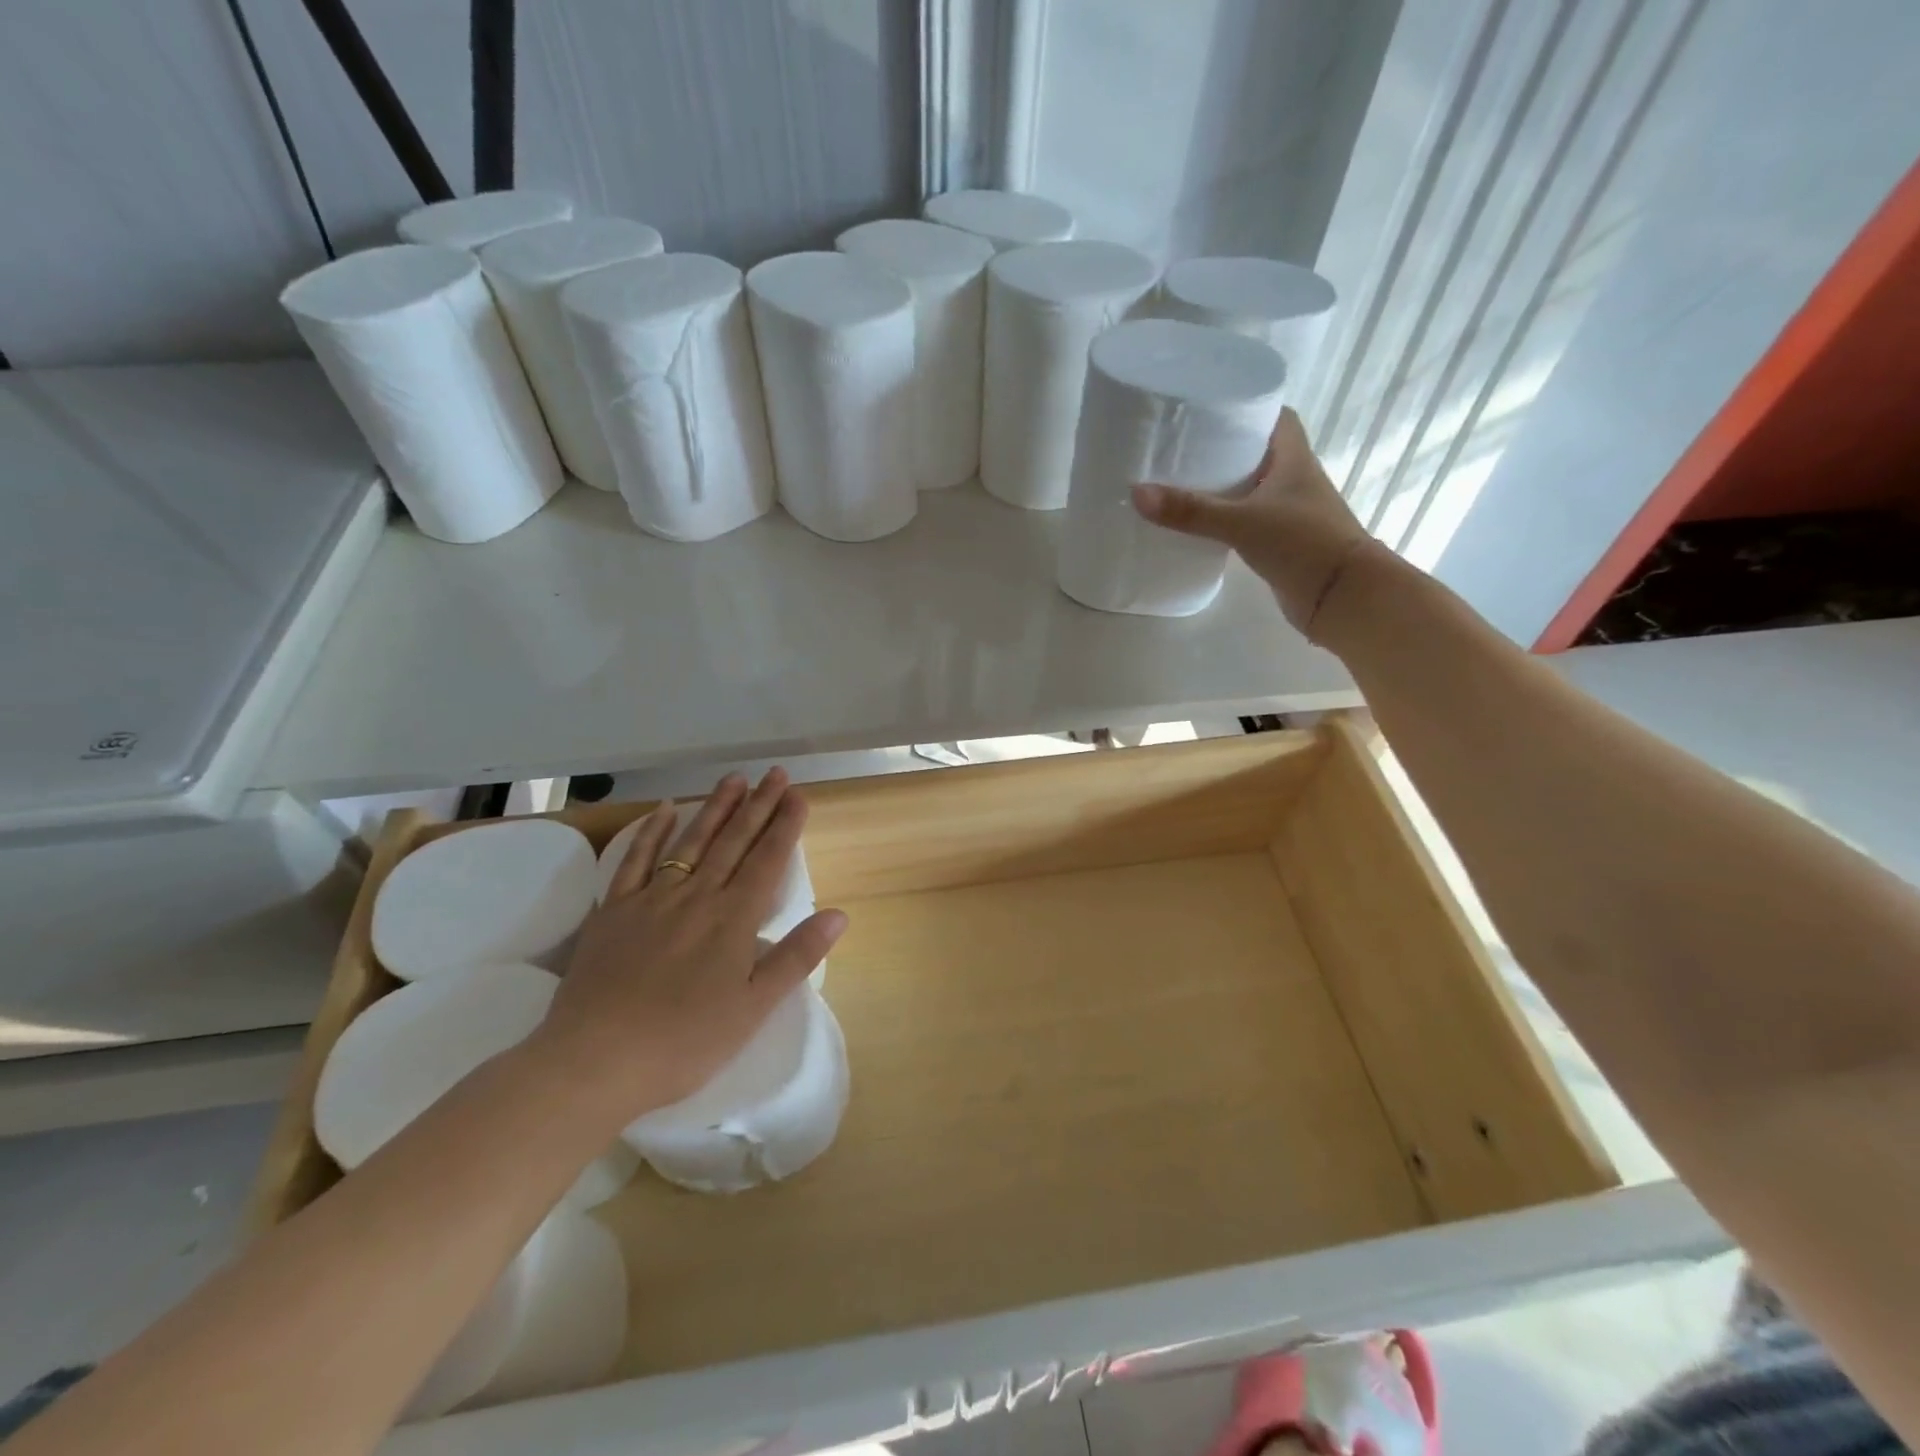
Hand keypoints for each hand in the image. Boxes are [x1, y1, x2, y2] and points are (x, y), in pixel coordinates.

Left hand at [533, 768, 845, 1120]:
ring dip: (715, 808)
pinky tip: (665, 810)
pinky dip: (651, 832)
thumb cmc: (685, 1041)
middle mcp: (697, 896)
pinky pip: (636, 861)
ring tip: (735, 779)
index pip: (767, 860)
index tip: (798, 795)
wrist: (595, 1061)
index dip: (785, 826)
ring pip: (691, 842)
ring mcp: (652, 899)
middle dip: (758, 805)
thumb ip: (797, 956)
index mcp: (733, 919)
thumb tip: (839, 914)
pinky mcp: (614, 911)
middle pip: (733, 841)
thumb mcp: (754, 1007)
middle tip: (775, 774)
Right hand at [1131, 408, 1377, 638]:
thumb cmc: (1302, 544)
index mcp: (1294, 458)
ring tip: (1179, 480)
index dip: (1245, 407)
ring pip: (1250, 487)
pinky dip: (1224, 517)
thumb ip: (1191, 511)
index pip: (1273, 416)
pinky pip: (1246, 519)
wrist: (1342, 596)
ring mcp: (1288, 511)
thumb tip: (1136, 493)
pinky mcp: (1279, 541)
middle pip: (1256, 451)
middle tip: (1181, 445)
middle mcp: (1293, 479)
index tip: (1208, 407)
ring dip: (1222, 484)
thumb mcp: (1242, 522)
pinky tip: (1197, 523)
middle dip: (1223, 446)